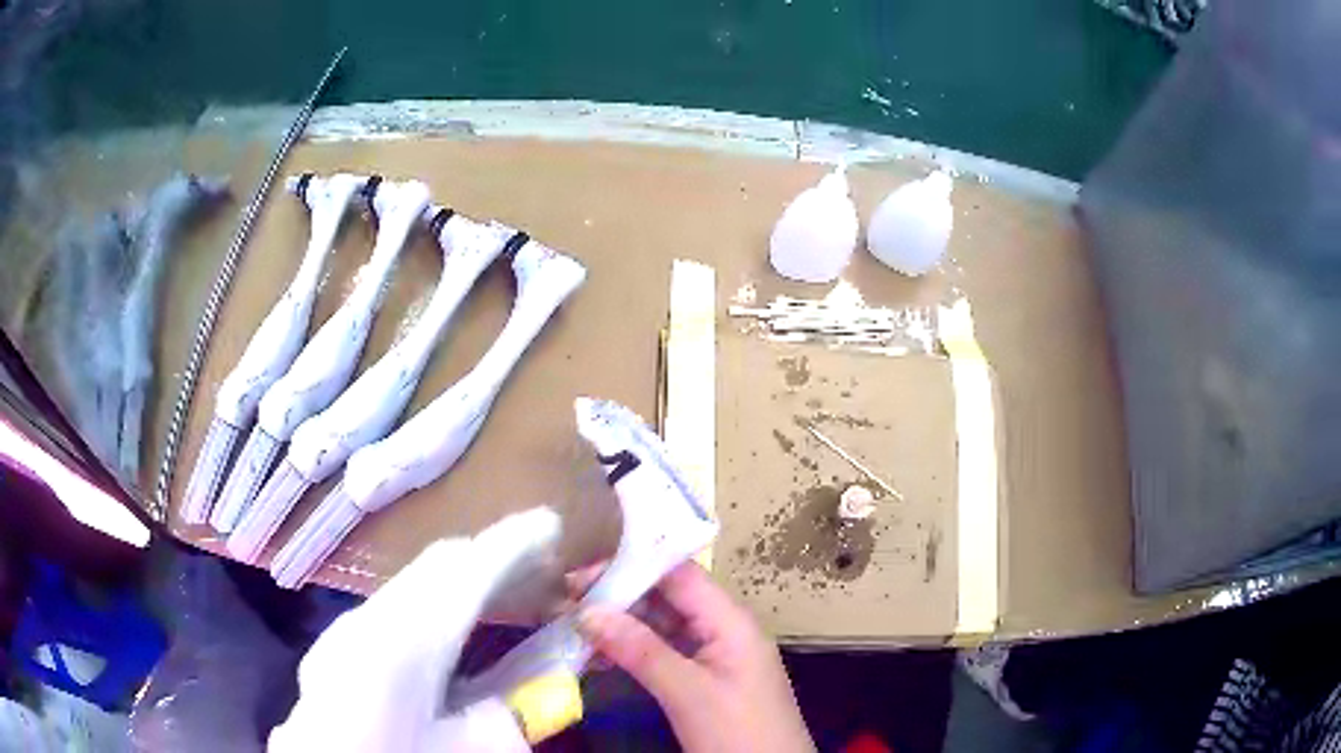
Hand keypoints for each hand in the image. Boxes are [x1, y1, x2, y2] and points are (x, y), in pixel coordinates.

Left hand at [269, 509, 563, 752]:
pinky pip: (395, 606)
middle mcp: (369, 620)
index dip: (513, 543)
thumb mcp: (478, 750)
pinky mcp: (337, 650)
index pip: (465, 571)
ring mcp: (346, 632)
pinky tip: (450, 630)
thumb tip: (543, 677)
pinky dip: (433, 603)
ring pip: (412, 584)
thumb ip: (515, 710)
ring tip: (505, 589)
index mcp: (403, 642)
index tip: (551, 525)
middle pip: (435, 567)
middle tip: (540, 562)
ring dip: (460, 580)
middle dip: (490, 555)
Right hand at [577, 561, 814, 752]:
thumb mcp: (688, 693)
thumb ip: (640, 650)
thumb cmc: (738, 732)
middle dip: (619, 595)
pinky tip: (599, 657)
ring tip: (574, 626)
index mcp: (730, 621)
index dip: (631, 565)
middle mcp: (723, 629)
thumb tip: (587, 611)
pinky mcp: (705, 679)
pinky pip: (664, 653)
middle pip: (668, 597)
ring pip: (663, 626)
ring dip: (621, 625)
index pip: (679, 575)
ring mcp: (715, 655)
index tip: (580, 574)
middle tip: (566, 601)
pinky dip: (632, 651)